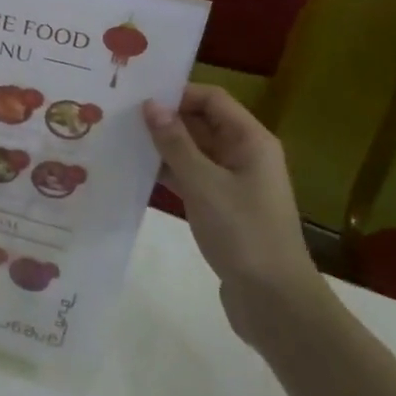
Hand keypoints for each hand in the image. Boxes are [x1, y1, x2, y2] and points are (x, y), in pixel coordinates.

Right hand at [143, 85, 327, 347]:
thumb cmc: (242, 232)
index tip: (138, 97)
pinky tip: (138, 172)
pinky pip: (193, 176)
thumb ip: (175, 142)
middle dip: (166, 118)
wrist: (275, 302)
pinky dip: (170, 172)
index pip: (211, 99)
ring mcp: (236, 182)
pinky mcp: (224, 207)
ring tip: (122, 140)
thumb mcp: (203, 183)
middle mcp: (245, 154)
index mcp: (250, 140)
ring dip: (164, 146)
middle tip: (121, 116)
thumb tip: (150, 105)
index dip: (177, 93)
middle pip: (202, 122)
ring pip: (195, 150)